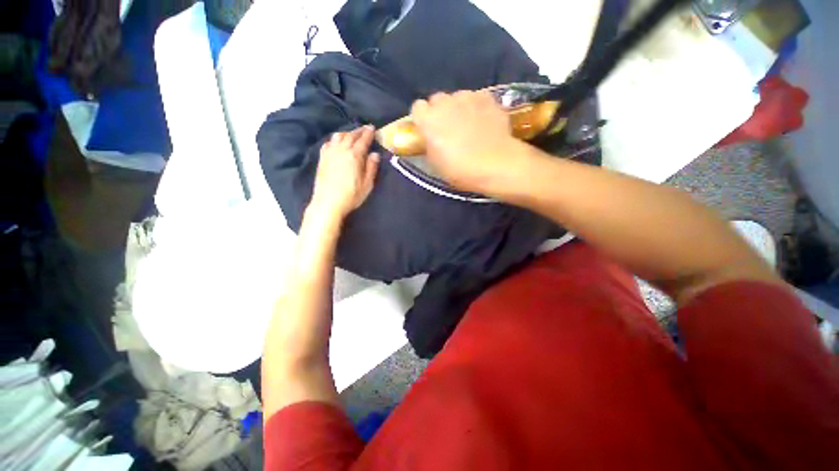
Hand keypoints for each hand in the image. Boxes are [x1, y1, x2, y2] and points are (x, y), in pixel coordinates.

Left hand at [311, 126, 380, 220]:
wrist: (328, 203)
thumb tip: (375, 154)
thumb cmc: (351, 195)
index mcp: (354, 156)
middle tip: (365, 129)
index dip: (368, 133)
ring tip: (352, 135)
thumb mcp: (367, 184)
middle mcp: (341, 150)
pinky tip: (337, 143)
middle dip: (359, 131)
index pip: (363, 140)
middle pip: (351, 135)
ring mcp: (330, 153)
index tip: (372, 128)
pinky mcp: (322, 158)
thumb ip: (371, 168)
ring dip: (347, 133)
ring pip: (338, 136)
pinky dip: (335, 139)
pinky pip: (328, 143)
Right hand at [411, 91, 522, 193]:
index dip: (422, 119)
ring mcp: (468, 98)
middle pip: (437, 100)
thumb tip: (429, 139)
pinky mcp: (487, 98)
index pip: (417, 108)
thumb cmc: (460, 170)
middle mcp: (445, 103)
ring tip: (468, 124)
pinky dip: (477, 106)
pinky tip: (482, 120)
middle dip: (439, 111)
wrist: (494, 165)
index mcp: (428, 120)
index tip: (427, 130)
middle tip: (447, 128)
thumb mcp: (435, 164)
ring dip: (458, 107)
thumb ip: (428, 145)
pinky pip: (476, 98)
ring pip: (457, 97)